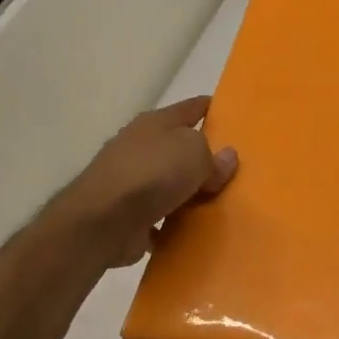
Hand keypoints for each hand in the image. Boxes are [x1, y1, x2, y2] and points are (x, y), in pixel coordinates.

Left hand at [60, 97, 237, 266]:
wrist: (104, 221)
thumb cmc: (152, 174)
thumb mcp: (195, 154)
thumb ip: (213, 156)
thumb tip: (226, 157)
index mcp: (155, 123)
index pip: (190, 107)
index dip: (211, 108)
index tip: (232, 114)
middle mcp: (140, 146)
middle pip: (179, 147)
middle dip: (203, 156)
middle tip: (234, 170)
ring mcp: (131, 181)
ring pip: (170, 183)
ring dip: (188, 192)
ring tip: (218, 204)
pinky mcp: (127, 214)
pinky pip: (161, 215)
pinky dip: (174, 221)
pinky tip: (194, 230)